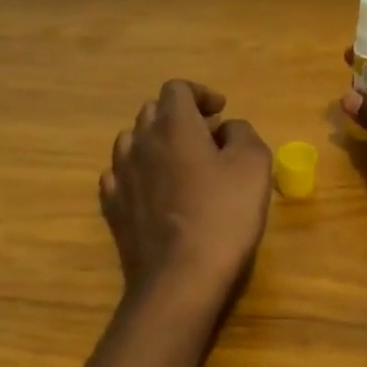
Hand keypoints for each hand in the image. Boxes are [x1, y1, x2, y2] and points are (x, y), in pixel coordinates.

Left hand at [101, 80, 272, 301]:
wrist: (180, 278)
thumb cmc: (224, 215)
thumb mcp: (254, 165)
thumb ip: (243, 133)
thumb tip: (227, 128)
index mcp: (174, 125)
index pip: (177, 88)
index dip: (201, 94)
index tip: (221, 111)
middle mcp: (140, 142)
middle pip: (153, 112)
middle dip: (181, 117)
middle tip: (208, 138)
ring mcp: (121, 175)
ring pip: (132, 141)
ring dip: (156, 143)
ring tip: (180, 164)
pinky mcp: (112, 207)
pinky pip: (120, 175)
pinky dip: (138, 172)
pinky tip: (155, 190)